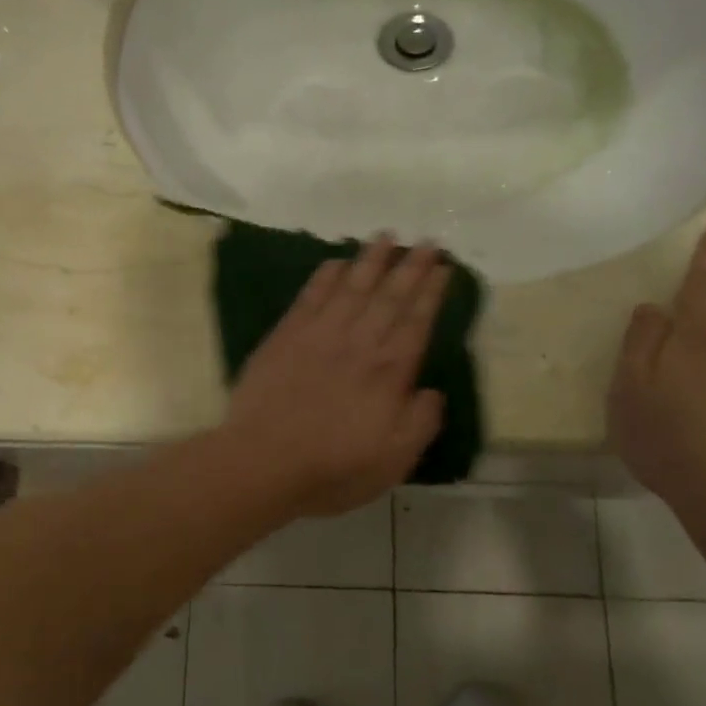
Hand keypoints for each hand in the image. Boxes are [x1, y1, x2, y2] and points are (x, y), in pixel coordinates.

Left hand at [221, 236, 449, 517]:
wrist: (262, 462)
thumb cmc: (332, 468)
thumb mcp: (393, 461)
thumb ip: (420, 423)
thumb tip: (431, 391)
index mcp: (388, 372)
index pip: (417, 322)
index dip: (431, 293)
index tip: (443, 267)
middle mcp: (358, 343)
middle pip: (389, 296)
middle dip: (410, 267)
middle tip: (426, 240)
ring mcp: (319, 335)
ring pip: (351, 287)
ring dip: (371, 260)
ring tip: (386, 237)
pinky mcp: (286, 336)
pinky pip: (310, 297)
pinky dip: (325, 277)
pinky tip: (336, 262)